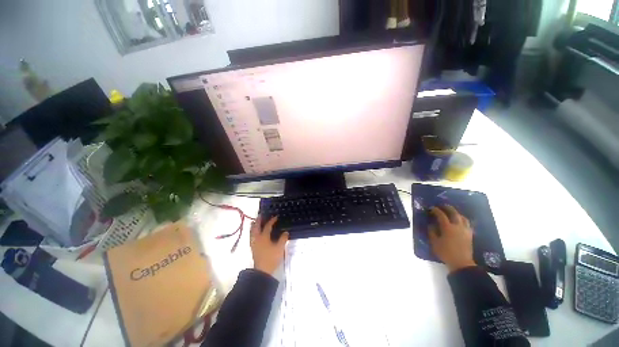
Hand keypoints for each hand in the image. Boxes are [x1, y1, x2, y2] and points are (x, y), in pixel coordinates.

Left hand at [250, 216, 288, 275]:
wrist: (262, 271)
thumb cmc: (271, 258)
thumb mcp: (280, 248)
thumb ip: (283, 239)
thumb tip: (286, 232)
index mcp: (264, 237)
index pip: (267, 226)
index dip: (272, 221)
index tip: (276, 216)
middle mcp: (257, 238)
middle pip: (256, 227)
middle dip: (258, 220)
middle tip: (261, 215)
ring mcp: (254, 243)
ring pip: (252, 232)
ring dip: (254, 226)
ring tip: (255, 222)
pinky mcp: (253, 248)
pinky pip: (251, 236)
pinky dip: (253, 232)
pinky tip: (255, 233)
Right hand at [428, 206, 475, 271]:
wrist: (461, 263)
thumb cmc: (446, 252)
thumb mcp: (434, 242)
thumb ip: (432, 232)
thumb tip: (431, 225)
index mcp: (447, 227)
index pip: (441, 215)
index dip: (436, 210)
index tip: (431, 208)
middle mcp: (457, 226)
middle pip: (454, 213)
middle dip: (448, 208)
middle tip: (442, 206)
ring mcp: (465, 230)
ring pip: (462, 217)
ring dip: (456, 213)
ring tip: (452, 213)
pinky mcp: (470, 235)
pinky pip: (467, 224)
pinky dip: (463, 220)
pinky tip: (460, 222)